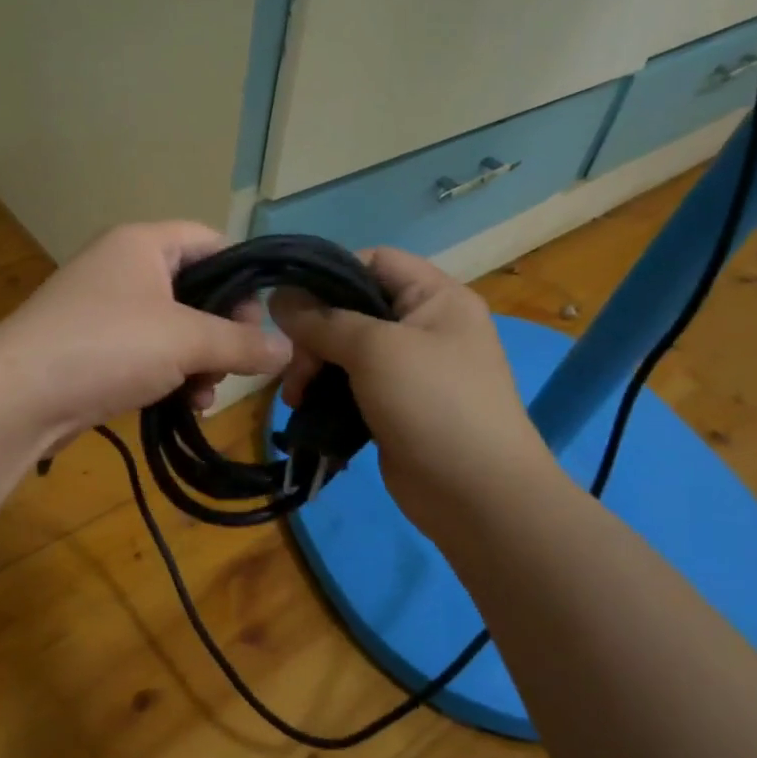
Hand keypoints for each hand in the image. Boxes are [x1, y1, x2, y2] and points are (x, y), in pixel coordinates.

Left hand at [0, 222, 291, 441]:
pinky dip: (170, 375)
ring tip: (206, 394)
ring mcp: (104, 309)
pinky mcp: (93, 347)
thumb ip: (243, 342)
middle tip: (237, 363)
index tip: (260, 320)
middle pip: (195, 288)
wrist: (18, 397)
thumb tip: (288, 349)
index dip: (243, 276)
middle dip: (222, 330)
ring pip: (174, 327)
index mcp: (143, 243)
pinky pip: (147, 353)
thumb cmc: (108, 347)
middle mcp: (122, 266)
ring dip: (199, 361)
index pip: (210, 241)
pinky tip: (184, 405)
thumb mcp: (187, 340)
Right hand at [271, 248, 562, 548]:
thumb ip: (323, 320)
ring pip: (346, 350)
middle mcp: (424, 326)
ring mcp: (410, 369)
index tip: (291, 302)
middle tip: (294, 366)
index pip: (374, 261)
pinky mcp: (395, 406)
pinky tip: (304, 409)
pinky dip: (325, 393)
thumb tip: (278, 296)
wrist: (477, 496)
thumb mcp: (375, 349)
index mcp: (436, 297)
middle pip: (353, 308)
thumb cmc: (433, 404)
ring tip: (295, 396)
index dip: (330, 273)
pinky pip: (351, 386)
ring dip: (313, 367)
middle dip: (315, 334)